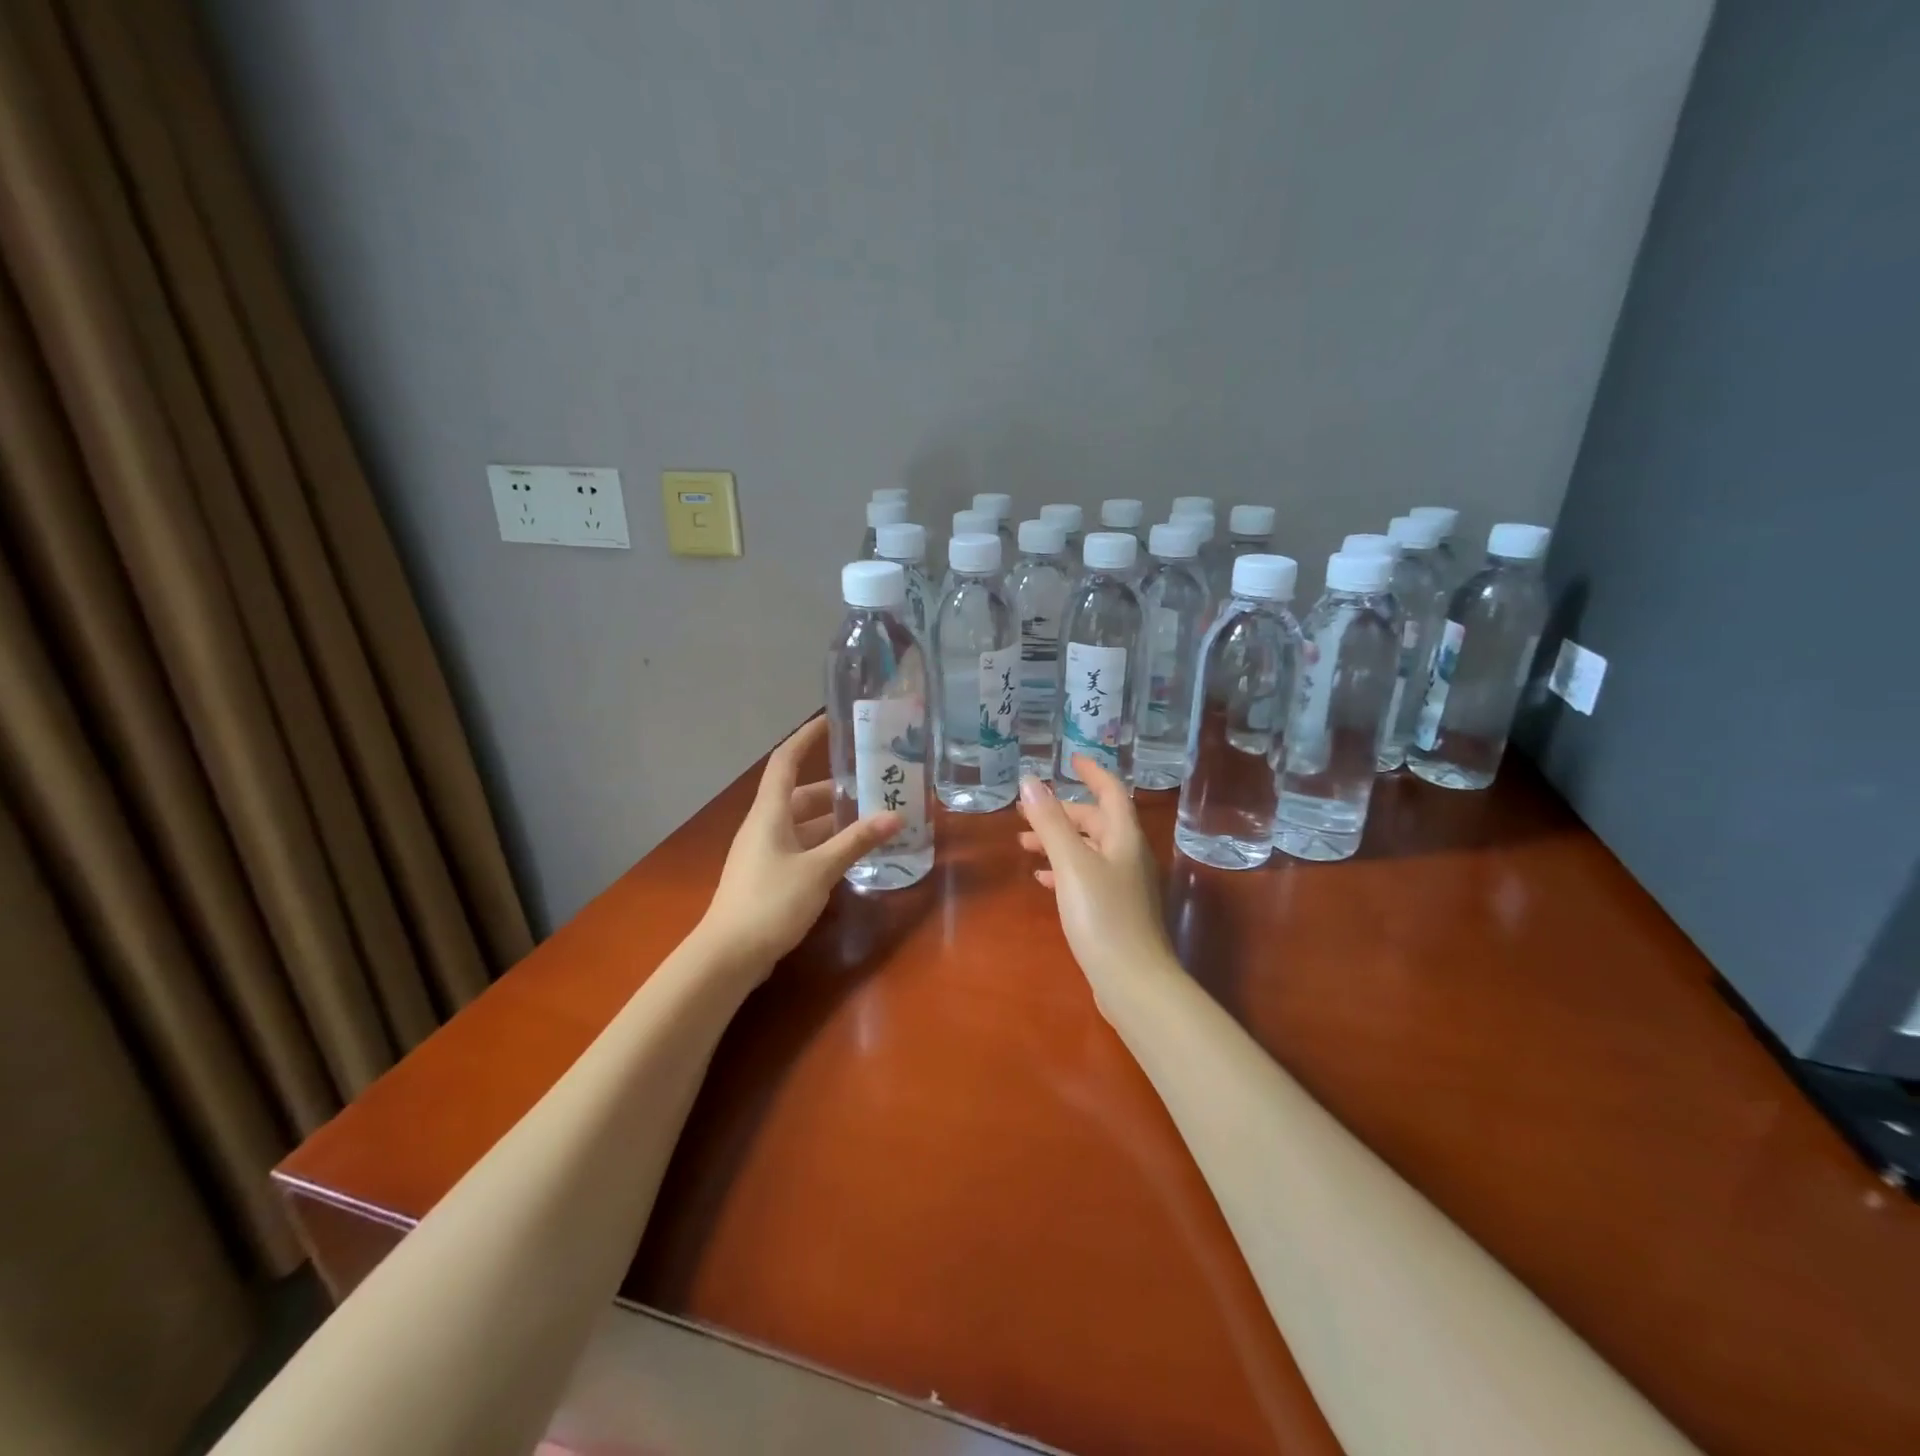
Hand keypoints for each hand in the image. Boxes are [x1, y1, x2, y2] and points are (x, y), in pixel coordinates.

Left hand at [700, 718, 899, 972]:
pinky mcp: (768, 876)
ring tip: (870, 821)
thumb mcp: (820, 870)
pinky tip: (849, 857)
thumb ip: (856, 842)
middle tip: (872, 786)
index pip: (785, 761)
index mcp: (769, 813)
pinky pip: (800, 848)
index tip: (830, 722)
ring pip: (802, 825)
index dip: (805, 738)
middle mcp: (764, 826)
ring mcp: (763, 853)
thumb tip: (895, 816)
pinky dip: (824, 846)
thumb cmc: (771, 902)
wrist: (728, 956)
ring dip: (832, 822)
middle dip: (834, 790)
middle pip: (799, 795)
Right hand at [1017, 756, 1176, 1000]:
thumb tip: (1031, 780)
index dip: (1093, 772)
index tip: (1071, 759)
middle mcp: (1129, 856)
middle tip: (1027, 812)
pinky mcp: (1115, 911)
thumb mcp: (1072, 864)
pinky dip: (1064, 871)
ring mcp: (1124, 886)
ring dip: (1059, 842)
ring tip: (1024, 845)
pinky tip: (1042, 881)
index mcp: (1124, 838)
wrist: (1133, 983)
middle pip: (1096, 822)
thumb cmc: (1103, 916)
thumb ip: (1051, 822)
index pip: (1112, 792)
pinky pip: (1087, 877)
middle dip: (1062, 813)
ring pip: (1089, 850)